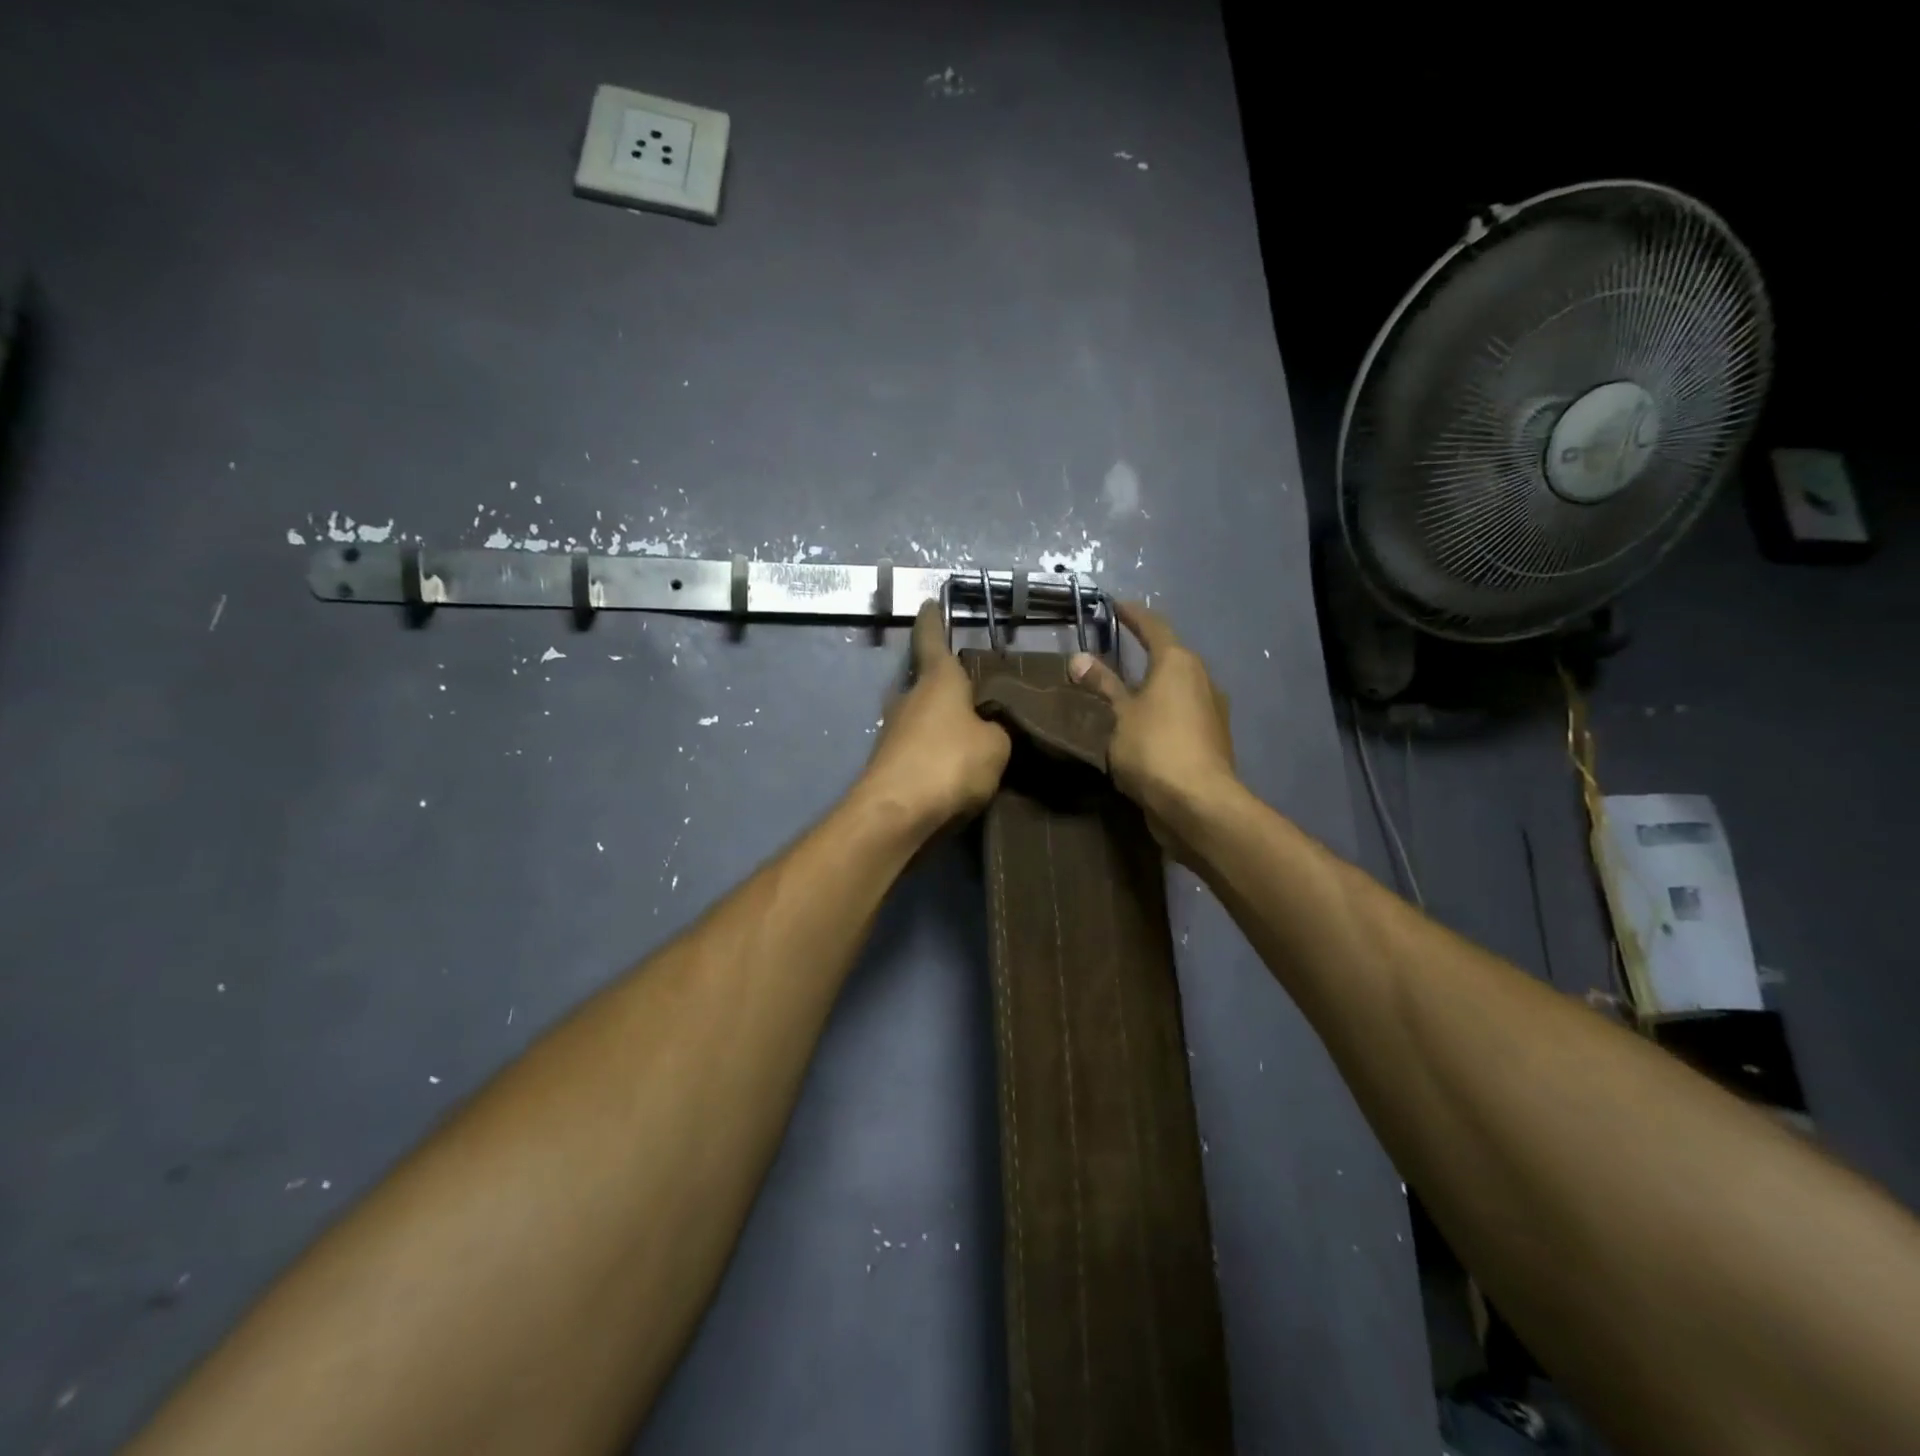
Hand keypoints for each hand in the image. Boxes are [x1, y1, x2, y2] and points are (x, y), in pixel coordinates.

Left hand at [858, 600, 1011, 831]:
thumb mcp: (996, 745)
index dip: (933, 620)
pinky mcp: (890, 764)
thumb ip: (997, 730)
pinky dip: (938, 752)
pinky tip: (959, 768)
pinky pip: (922, 748)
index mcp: (937, 680)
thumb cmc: (949, 763)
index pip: (932, 639)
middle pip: (930, 682)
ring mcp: (894, 732)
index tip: (928, 602)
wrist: (896, 814)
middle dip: (950, 684)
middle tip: (979, 690)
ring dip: (945, 722)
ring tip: (977, 733)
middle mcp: (910, 698)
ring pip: (925, 717)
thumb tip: (987, 730)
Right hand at [1068, 602, 1238, 858]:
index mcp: (1178, 663)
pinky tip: (1141, 725)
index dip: (1133, 615)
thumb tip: (1079, 658)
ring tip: (1122, 691)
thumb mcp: (1118, 715)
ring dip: (1152, 686)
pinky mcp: (1212, 740)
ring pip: (1176, 688)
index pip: (1154, 627)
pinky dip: (1160, 712)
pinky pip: (1180, 714)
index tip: (1115, 605)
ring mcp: (1211, 711)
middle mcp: (1201, 679)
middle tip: (1114, 651)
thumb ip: (1101, 686)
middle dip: (1144, 652)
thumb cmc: (1154, 749)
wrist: (1198, 804)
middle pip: (1170, 657)